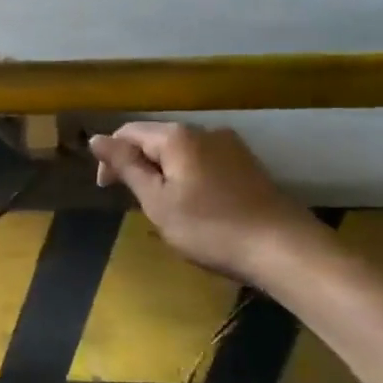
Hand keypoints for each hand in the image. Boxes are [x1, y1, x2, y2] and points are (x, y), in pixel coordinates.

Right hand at [87, 122, 328, 286]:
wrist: (286, 250)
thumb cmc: (211, 228)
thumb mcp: (157, 201)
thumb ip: (126, 166)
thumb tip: (96, 138)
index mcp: (177, 136)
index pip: (128, 133)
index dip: (110, 158)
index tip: (105, 190)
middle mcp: (204, 131)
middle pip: (156, 139)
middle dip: (137, 165)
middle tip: (132, 201)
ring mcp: (231, 147)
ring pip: (181, 152)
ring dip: (163, 172)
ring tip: (160, 205)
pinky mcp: (248, 165)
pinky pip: (204, 162)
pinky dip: (187, 177)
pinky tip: (192, 205)